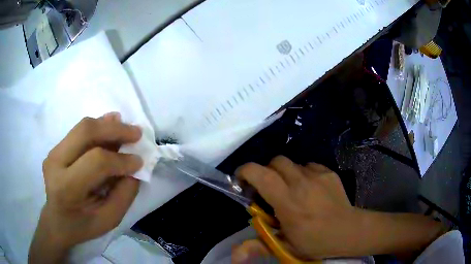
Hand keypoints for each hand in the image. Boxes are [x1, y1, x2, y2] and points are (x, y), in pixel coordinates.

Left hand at [29, 113, 142, 263]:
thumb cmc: (83, 226)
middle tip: (136, 133)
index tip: (139, 161)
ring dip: (107, 125)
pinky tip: (111, 124)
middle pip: (86, 133)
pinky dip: (98, 127)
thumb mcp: (108, 219)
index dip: (120, 159)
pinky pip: (79, 132)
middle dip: (114, 130)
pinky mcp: (56, 148)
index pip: (96, 162)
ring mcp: (53, 152)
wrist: (57, 221)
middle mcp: (56, 163)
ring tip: (126, 128)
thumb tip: (135, 168)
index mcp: (67, 188)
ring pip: (82, 127)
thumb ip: (124, 194)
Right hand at [232, 156, 355, 261]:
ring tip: (290, 190)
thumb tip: (234, 256)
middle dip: (266, 171)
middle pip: (276, 161)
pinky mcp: (328, 172)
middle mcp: (301, 182)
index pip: (261, 175)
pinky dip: (302, 173)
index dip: (246, 171)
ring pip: (292, 163)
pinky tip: (309, 188)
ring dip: (284, 173)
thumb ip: (258, 247)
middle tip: (268, 188)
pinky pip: (309, 165)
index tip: (241, 180)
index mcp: (287, 201)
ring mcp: (317, 175)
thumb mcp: (284, 247)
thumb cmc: (315, 241)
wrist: (349, 231)